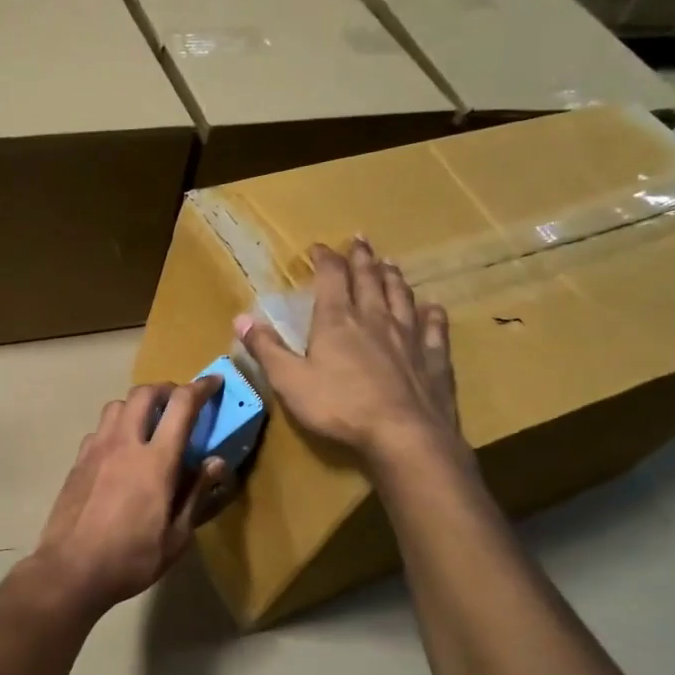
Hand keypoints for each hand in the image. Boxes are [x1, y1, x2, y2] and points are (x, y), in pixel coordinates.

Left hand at [28, 379, 231, 616]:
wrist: (70, 569)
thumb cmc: (131, 559)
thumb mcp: (176, 537)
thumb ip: (196, 494)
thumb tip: (215, 462)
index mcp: (156, 461)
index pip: (181, 406)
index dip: (200, 388)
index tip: (213, 383)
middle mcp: (124, 444)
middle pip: (144, 393)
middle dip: (166, 389)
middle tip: (179, 402)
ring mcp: (96, 450)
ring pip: (117, 405)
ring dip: (137, 404)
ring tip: (148, 423)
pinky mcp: (78, 461)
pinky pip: (99, 429)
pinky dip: (116, 427)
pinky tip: (120, 450)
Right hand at [236, 238, 467, 469]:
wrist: (404, 434)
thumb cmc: (339, 407)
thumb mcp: (290, 381)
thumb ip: (266, 349)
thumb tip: (241, 318)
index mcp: (337, 321)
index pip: (330, 277)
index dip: (324, 258)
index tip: (318, 247)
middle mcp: (374, 318)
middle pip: (368, 279)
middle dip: (361, 258)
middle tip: (360, 239)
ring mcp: (408, 336)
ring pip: (401, 296)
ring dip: (393, 277)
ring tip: (390, 263)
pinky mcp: (433, 357)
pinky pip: (434, 327)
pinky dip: (432, 313)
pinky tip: (432, 307)